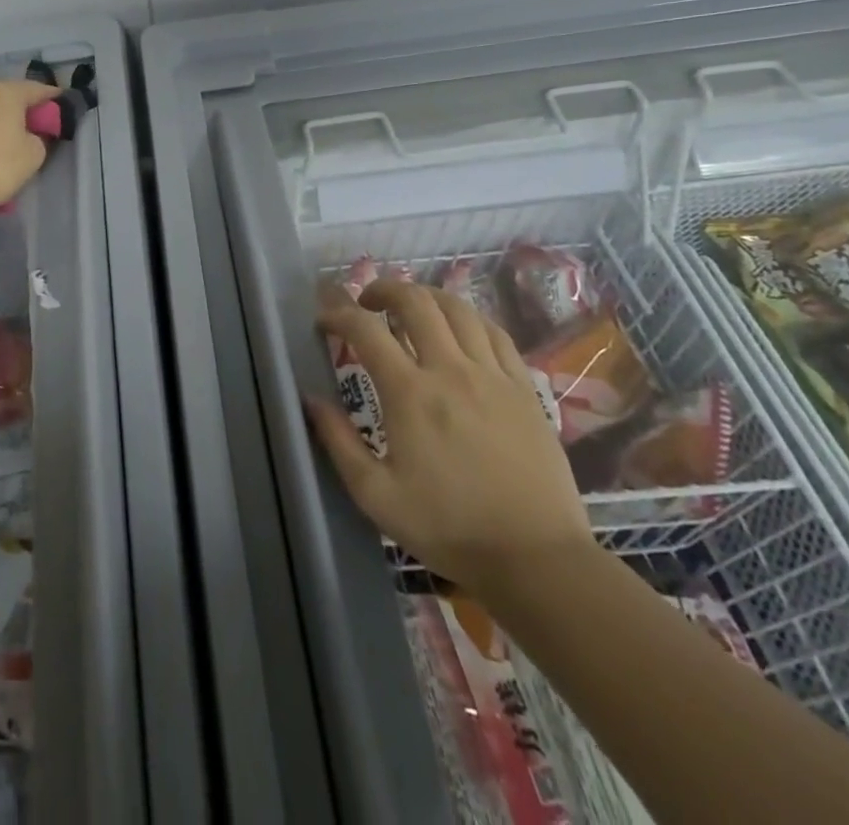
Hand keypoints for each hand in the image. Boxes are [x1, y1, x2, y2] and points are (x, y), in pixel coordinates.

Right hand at [307, 279, 592, 594]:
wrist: (537, 559)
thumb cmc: (450, 528)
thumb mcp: (376, 495)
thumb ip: (338, 441)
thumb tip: (311, 399)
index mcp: (410, 394)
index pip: (365, 330)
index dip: (338, 314)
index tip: (324, 320)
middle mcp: (451, 370)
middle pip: (415, 302)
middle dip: (383, 290)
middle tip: (366, 303)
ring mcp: (493, 375)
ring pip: (458, 309)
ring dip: (426, 297)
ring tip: (410, 308)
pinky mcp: (524, 388)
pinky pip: (495, 333)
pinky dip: (469, 318)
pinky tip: (459, 330)